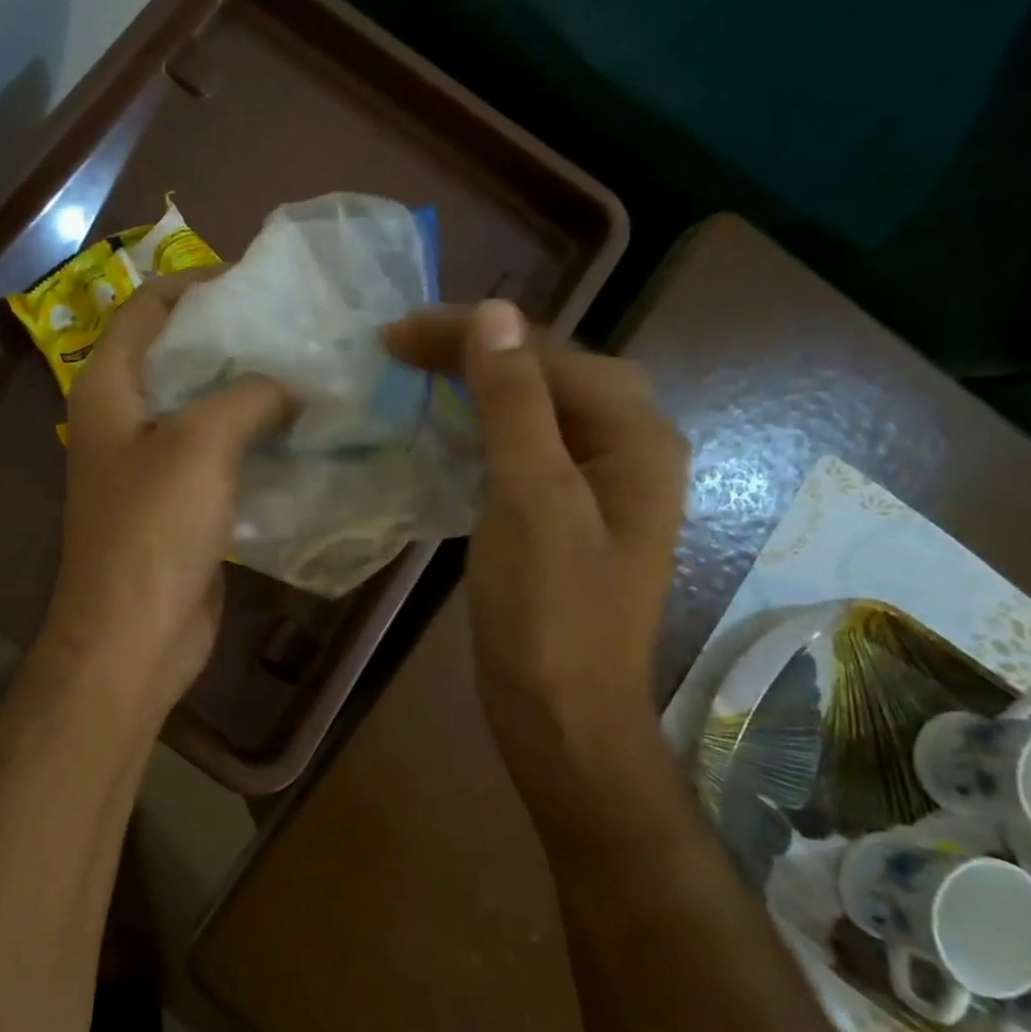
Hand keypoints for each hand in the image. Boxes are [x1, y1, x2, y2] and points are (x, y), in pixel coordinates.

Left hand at [40, 273, 290, 721]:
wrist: (134, 634)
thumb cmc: (153, 528)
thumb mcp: (201, 442)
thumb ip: (250, 395)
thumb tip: (292, 385)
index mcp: (108, 387)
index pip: (147, 307)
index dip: (197, 286)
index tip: (260, 286)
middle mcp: (123, 418)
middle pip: (180, 355)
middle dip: (236, 340)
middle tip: (300, 331)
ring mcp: (150, 463)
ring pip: (204, 408)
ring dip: (252, 394)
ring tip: (313, 375)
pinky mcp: (178, 503)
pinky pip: (219, 456)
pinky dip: (255, 441)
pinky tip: (303, 434)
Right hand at [385, 301, 689, 753]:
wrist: (561, 717)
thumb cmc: (549, 613)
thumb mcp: (531, 499)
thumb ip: (515, 404)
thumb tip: (493, 314)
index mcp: (636, 437)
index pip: (549, 355)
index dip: (472, 335)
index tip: (395, 335)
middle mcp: (628, 451)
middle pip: (548, 374)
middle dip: (474, 352)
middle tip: (399, 349)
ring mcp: (599, 488)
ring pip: (534, 412)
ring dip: (475, 388)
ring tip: (414, 377)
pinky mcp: (566, 518)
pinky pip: (524, 452)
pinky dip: (481, 432)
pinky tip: (444, 435)